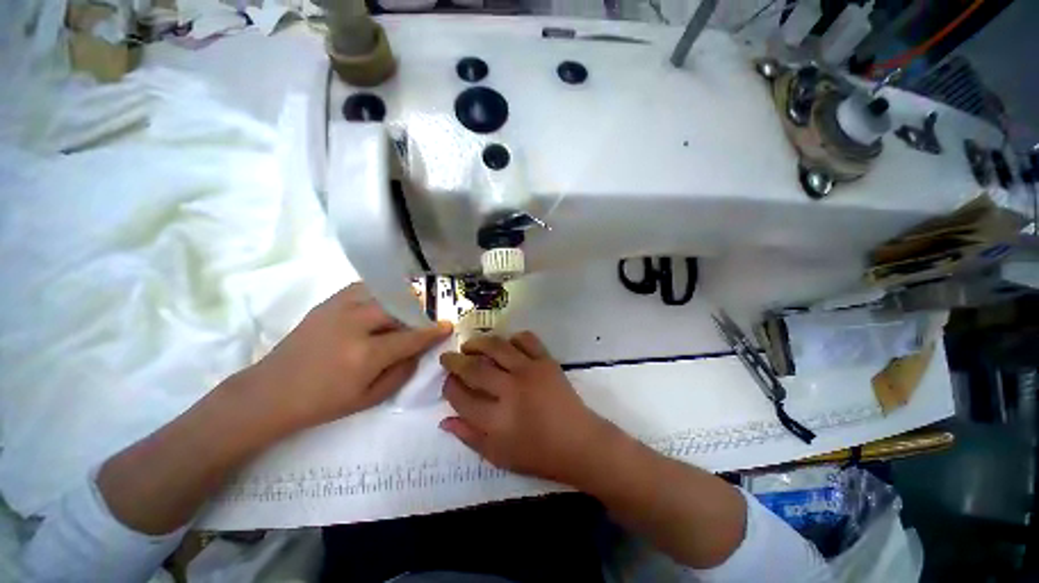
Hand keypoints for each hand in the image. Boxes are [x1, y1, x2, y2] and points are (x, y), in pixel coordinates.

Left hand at [241, 283, 451, 431]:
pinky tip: (380, 303)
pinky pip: (362, 288)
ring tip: (402, 312)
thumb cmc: (323, 402)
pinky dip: (378, 292)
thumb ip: (401, 372)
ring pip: (382, 294)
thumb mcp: (369, 399)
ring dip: (399, 301)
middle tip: (420, 322)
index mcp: (366, 355)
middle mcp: (355, 326)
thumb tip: (418, 351)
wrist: (271, 392)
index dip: (433, 331)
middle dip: (416, 314)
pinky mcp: (327, 304)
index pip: (412, 337)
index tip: (447, 325)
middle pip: (399, 309)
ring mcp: (339, 310)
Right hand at [439, 332, 619, 485]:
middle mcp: (510, 390)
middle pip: (474, 368)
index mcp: (497, 420)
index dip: (449, 387)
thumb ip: (469, 437)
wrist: (579, 442)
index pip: (461, 397)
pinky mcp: (546, 361)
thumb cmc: (538, 454)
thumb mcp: (499, 456)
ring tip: (469, 345)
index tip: (447, 381)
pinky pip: (526, 339)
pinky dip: (513, 338)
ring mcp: (530, 371)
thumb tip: (444, 420)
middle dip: (455, 361)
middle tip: (448, 357)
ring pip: (497, 347)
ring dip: (479, 343)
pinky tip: (506, 344)